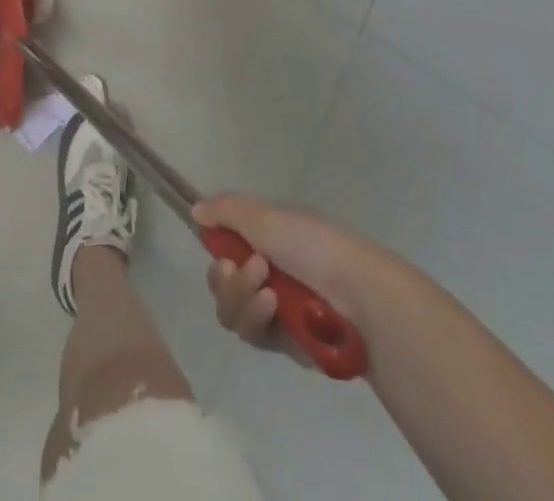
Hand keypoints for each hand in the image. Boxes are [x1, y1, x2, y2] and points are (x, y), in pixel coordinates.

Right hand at [195, 194, 380, 366]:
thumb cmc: (310, 244)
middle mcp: (266, 271)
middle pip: (221, 281)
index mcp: (265, 238)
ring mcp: (275, 308)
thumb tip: (195, 210)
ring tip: (268, 293)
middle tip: (249, 270)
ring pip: (231, 310)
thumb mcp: (263, 215)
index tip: (220, 247)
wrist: (358, 296)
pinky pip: (251, 334)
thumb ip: (224, 210)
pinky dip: (257, 319)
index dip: (216, 248)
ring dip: (242, 298)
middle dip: (227, 279)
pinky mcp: (284, 343)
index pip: (224, 244)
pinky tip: (274, 310)